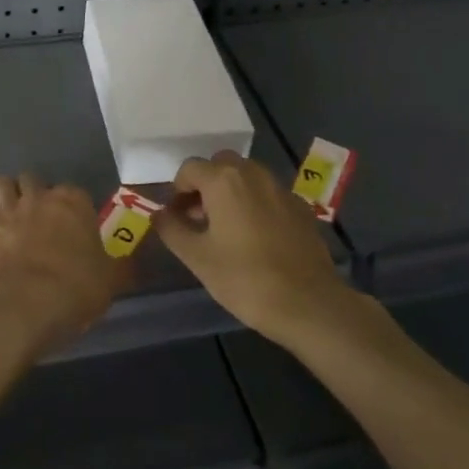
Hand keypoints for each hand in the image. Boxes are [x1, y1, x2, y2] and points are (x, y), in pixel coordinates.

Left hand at [0, 174, 131, 354]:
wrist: (27, 304)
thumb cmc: (76, 288)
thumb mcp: (111, 280)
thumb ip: (120, 266)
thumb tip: (133, 263)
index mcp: (73, 202)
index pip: (74, 191)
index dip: (72, 207)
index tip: (73, 225)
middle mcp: (38, 196)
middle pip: (32, 179)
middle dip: (33, 193)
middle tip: (37, 218)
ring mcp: (6, 209)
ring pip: (1, 184)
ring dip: (5, 197)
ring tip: (9, 217)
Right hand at [154, 151, 345, 337]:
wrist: (308, 303)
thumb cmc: (245, 279)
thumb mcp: (197, 258)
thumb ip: (172, 229)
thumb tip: (159, 214)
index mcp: (224, 181)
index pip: (190, 168)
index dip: (177, 190)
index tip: (176, 217)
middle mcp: (253, 174)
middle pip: (220, 165)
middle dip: (205, 185)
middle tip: (199, 218)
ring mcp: (281, 189)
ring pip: (247, 176)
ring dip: (230, 192)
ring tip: (225, 228)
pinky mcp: (300, 207)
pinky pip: (268, 194)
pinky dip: (255, 204)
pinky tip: (255, 238)